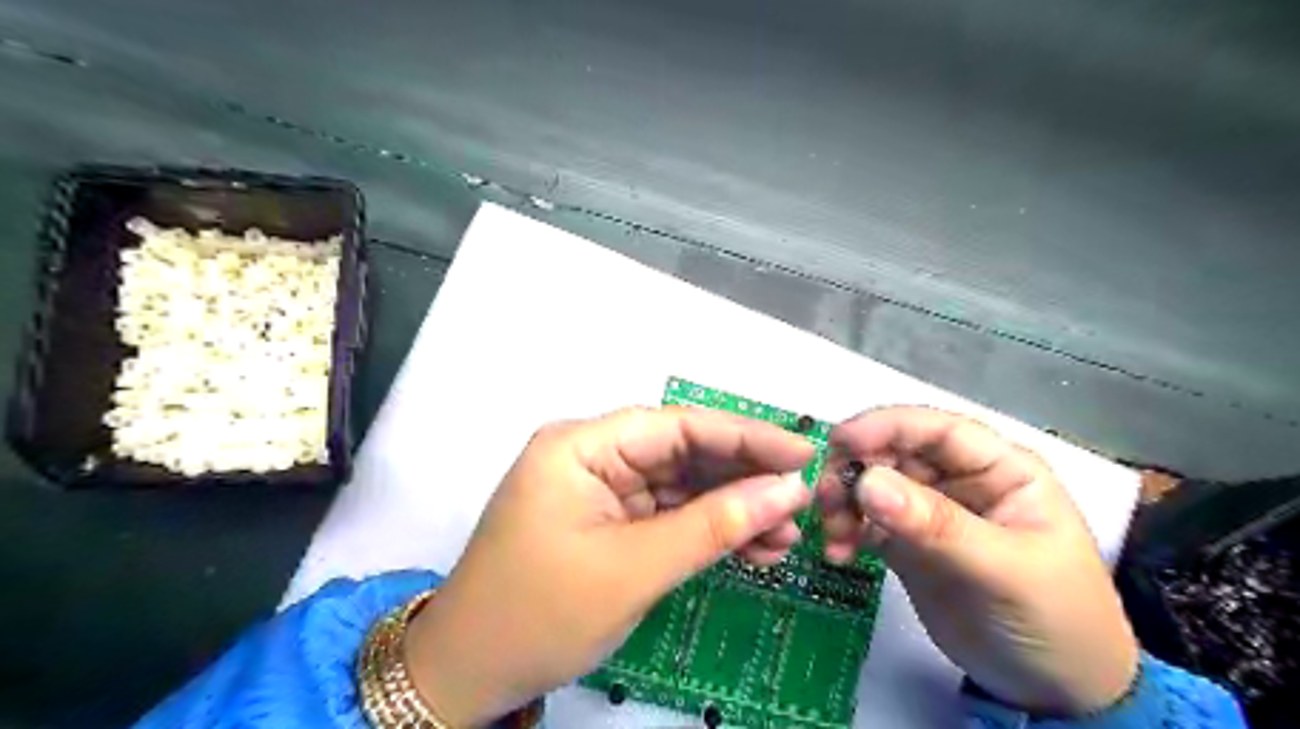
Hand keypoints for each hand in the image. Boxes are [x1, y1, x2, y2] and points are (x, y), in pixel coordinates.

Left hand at [403, 408, 809, 724]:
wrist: (469, 674)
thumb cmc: (539, 614)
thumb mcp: (634, 569)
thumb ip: (714, 526)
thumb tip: (786, 491)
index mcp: (581, 446)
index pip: (677, 425)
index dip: (744, 437)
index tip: (803, 454)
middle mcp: (592, 455)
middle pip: (683, 453)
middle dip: (743, 479)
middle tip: (800, 502)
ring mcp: (601, 489)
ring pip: (682, 486)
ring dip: (732, 509)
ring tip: (783, 537)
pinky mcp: (609, 520)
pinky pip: (669, 514)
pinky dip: (708, 530)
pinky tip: (751, 546)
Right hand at [822, 408, 1139, 714]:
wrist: (1056, 694)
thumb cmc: (1056, 619)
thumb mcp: (1004, 569)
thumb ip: (936, 524)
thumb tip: (867, 482)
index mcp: (998, 468)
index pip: (936, 429)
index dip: (886, 426)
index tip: (840, 442)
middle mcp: (959, 480)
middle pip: (893, 452)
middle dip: (855, 469)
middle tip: (825, 499)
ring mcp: (928, 511)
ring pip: (872, 485)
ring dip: (844, 501)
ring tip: (833, 534)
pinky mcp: (906, 543)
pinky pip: (865, 523)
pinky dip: (845, 531)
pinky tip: (838, 554)